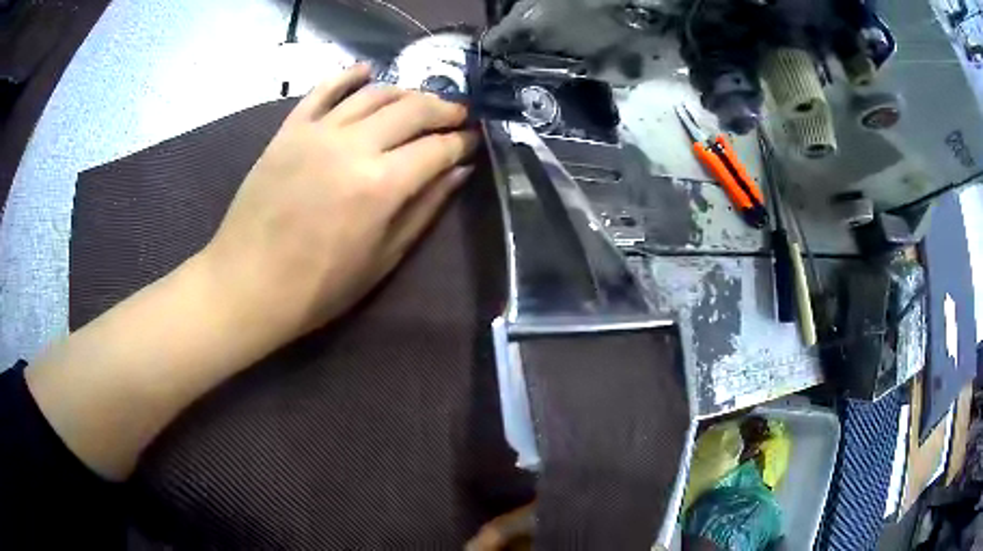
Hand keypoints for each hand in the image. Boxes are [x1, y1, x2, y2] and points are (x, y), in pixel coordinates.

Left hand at [203, 64, 478, 343]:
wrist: (247, 284)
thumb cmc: (318, 287)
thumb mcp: (382, 260)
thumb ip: (424, 209)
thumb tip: (459, 172)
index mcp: (381, 185)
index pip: (437, 148)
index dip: (462, 142)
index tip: (474, 141)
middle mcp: (353, 146)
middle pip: (412, 109)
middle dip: (444, 108)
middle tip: (458, 114)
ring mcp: (317, 132)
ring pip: (374, 93)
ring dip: (405, 92)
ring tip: (419, 101)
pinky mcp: (289, 130)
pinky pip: (323, 90)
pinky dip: (348, 76)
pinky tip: (367, 71)